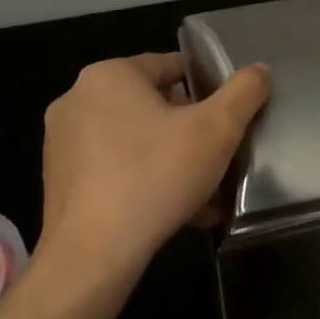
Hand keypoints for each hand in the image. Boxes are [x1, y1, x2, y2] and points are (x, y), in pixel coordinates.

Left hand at [34, 53, 270, 275]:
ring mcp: (63, 142)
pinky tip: (177, 212)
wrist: (94, 251)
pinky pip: (115, 170)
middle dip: (190, 130)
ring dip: (171, 159)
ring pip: (135, 141)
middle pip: (152, 105)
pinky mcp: (60, 180)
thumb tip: (259, 71)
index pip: (170, 66)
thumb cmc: (157, 176)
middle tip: (219, 157)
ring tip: (204, 190)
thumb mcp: (217, 130)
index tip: (230, 118)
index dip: (208, 89)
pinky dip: (145, 182)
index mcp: (109, 76)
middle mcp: (78, 99)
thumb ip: (244, 92)